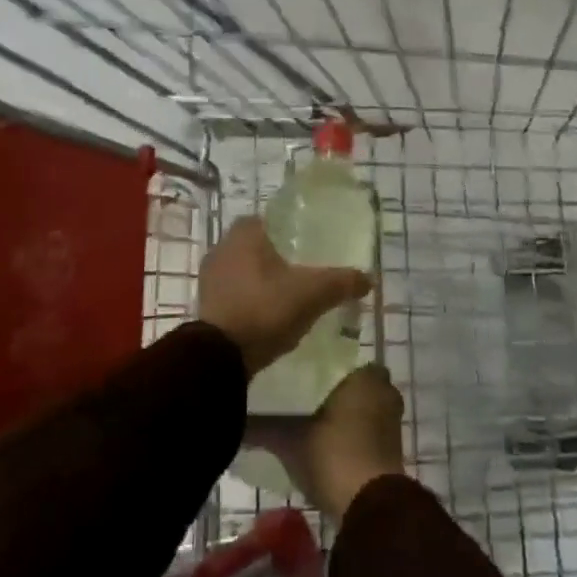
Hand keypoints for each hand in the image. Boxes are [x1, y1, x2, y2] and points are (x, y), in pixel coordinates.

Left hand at [198, 217, 372, 377]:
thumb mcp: (312, 293)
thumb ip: (342, 282)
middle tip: (308, 271)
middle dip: (282, 256)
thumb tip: (369, 279)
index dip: (294, 230)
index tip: (313, 244)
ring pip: (247, 270)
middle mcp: (223, 248)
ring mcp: (211, 277)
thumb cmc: (265, 309)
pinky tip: (274, 314)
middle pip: (260, 245)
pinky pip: (238, 292)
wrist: (220, 357)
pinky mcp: (208, 305)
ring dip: (267, 279)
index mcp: (244, 233)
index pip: (273, 219)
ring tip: (294, 295)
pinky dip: (255, 298)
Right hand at [247, 366, 406, 522]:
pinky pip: (367, 429)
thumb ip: (261, 426)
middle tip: (296, 398)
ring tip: (305, 420)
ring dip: (341, 414)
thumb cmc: (333, 455)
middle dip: (329, 390)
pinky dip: (350, 433)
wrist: (369, 506)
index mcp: (366, 376)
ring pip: (361, 407)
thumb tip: (232, 418)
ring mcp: (391, 421)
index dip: (319, 366)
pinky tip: (323, 442)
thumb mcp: (289, 440)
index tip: (295, 374)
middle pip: (351, 383)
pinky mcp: (392, 448)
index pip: (340, 358)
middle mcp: (384, 391)